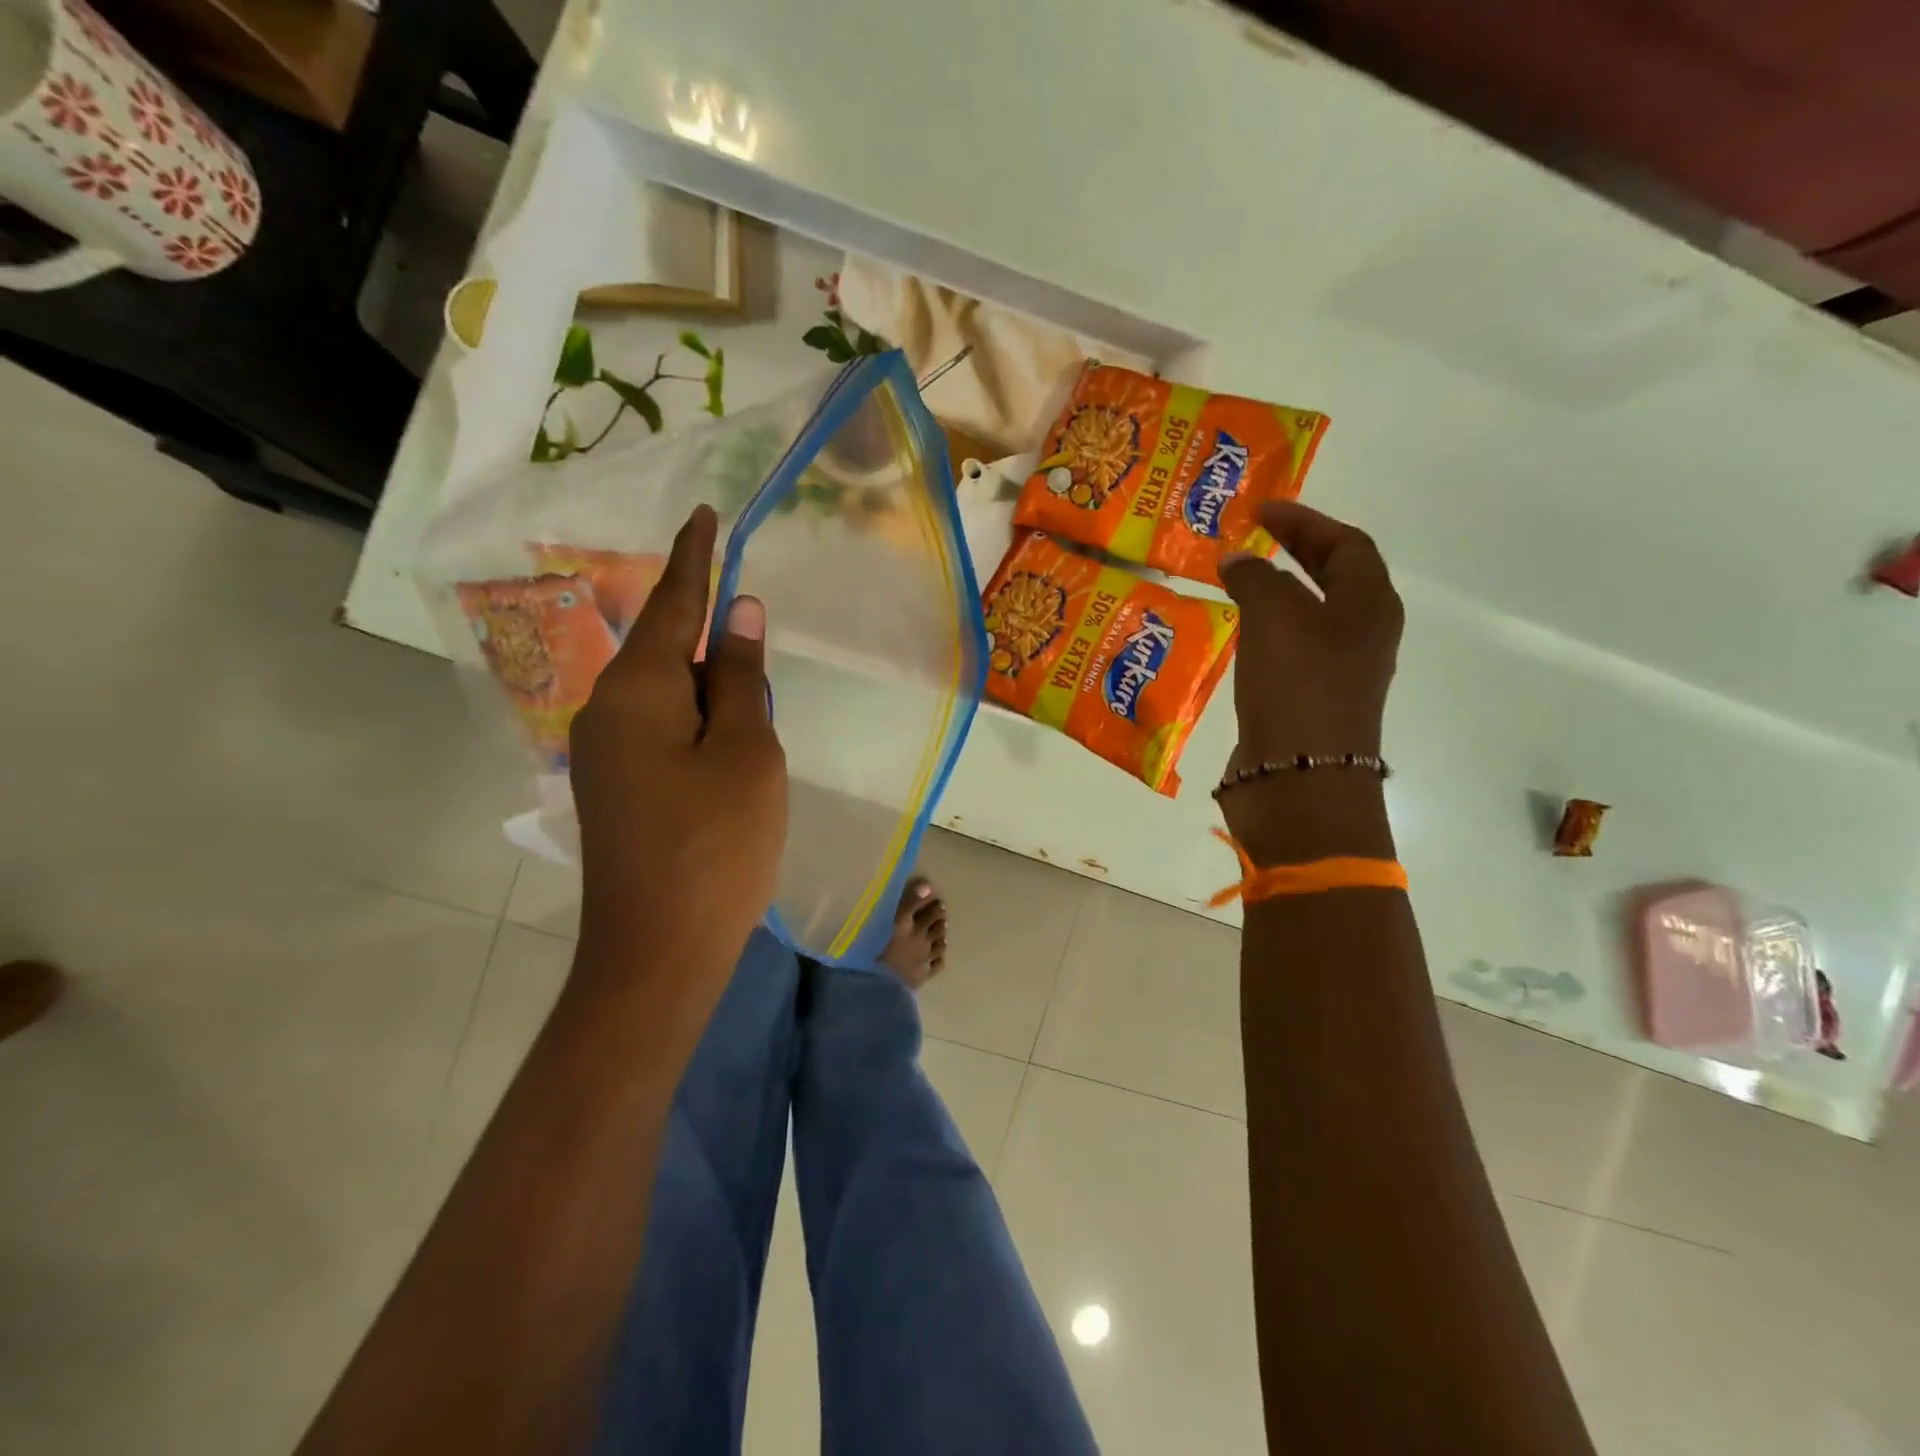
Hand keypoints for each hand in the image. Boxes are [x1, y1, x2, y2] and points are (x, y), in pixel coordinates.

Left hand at [569, 505, 787, 973]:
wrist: (658, 951)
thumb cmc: (716, 845)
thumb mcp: (747, 753)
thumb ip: (742, 678)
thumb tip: (740, 611)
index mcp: (639, 691)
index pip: (674, 603)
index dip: (696, 557)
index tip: (706, 514)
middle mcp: (606, 710)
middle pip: (670, 652)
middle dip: (717, 648)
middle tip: (762, 664)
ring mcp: (603, 753)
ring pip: (668, 696)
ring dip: (712, 696)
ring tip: (753, 726)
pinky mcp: (614, 788)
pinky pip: (661, 731)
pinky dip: (697, 726)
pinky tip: (727, 756)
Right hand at [1216, 500, 1402, 861]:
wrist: (1300, 779)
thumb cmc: (1297, 686)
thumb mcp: (1274, 617)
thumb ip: (1255, 577)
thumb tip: (1236, 559)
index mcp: (1371, 606)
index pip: (1347, 545)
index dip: (1306, 522)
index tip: (1261, 511)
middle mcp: (1363, 635)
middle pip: (1334, 579)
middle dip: (1295, 552)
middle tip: (1252, 538)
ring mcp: (1338, 672)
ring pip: (1310, 616)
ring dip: (1278, 593)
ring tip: (1237, 581)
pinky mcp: (1309, 702)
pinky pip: (1289, 650)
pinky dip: (1264, 631)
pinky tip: (1236, 634)